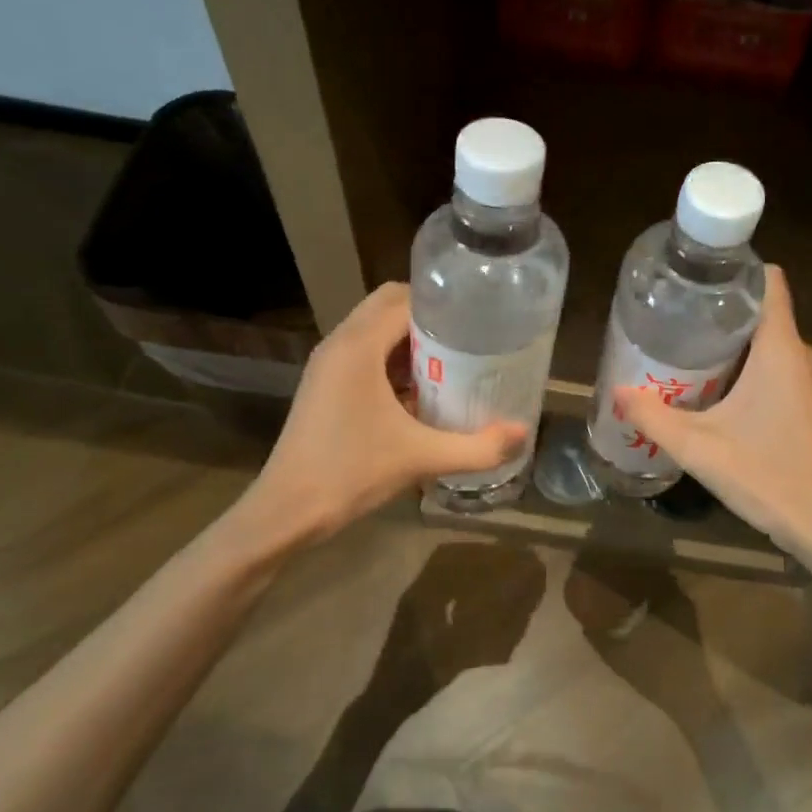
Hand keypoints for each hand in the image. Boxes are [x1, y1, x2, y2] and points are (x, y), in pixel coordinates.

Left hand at [227, 284, 526, 549]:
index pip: (405, 300)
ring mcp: (328, 364)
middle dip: (430, 316)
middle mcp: (340, 344)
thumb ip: (478, 447)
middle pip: (388, 306)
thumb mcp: (422, 459)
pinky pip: (364, 352)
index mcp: (358, 347)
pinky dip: (393, 358)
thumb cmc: (351, 474)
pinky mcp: (325, 384)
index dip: (444, 304)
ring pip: (375, 329)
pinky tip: (421, 390)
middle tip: (469, 338)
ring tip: (453, 360)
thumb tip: (524, 433)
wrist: (287, 511)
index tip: (479, 317)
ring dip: (411, 338)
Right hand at [615, 267, 811, 562]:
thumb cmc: (766, 475)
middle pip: (761, 312)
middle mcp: (802, 354)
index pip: (770, 281)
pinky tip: (717, 391)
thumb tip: (618, 392)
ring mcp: (810, 380)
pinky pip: (777, 367)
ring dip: (732, 344)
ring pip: (768, 342)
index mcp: (780, 349)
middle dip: (720, 312)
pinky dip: (748, 369)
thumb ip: (654, 417)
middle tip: (676, 320)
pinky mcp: (811, 404)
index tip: (697, 279)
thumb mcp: (698, 447)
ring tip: (688, 353)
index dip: (736, 271)